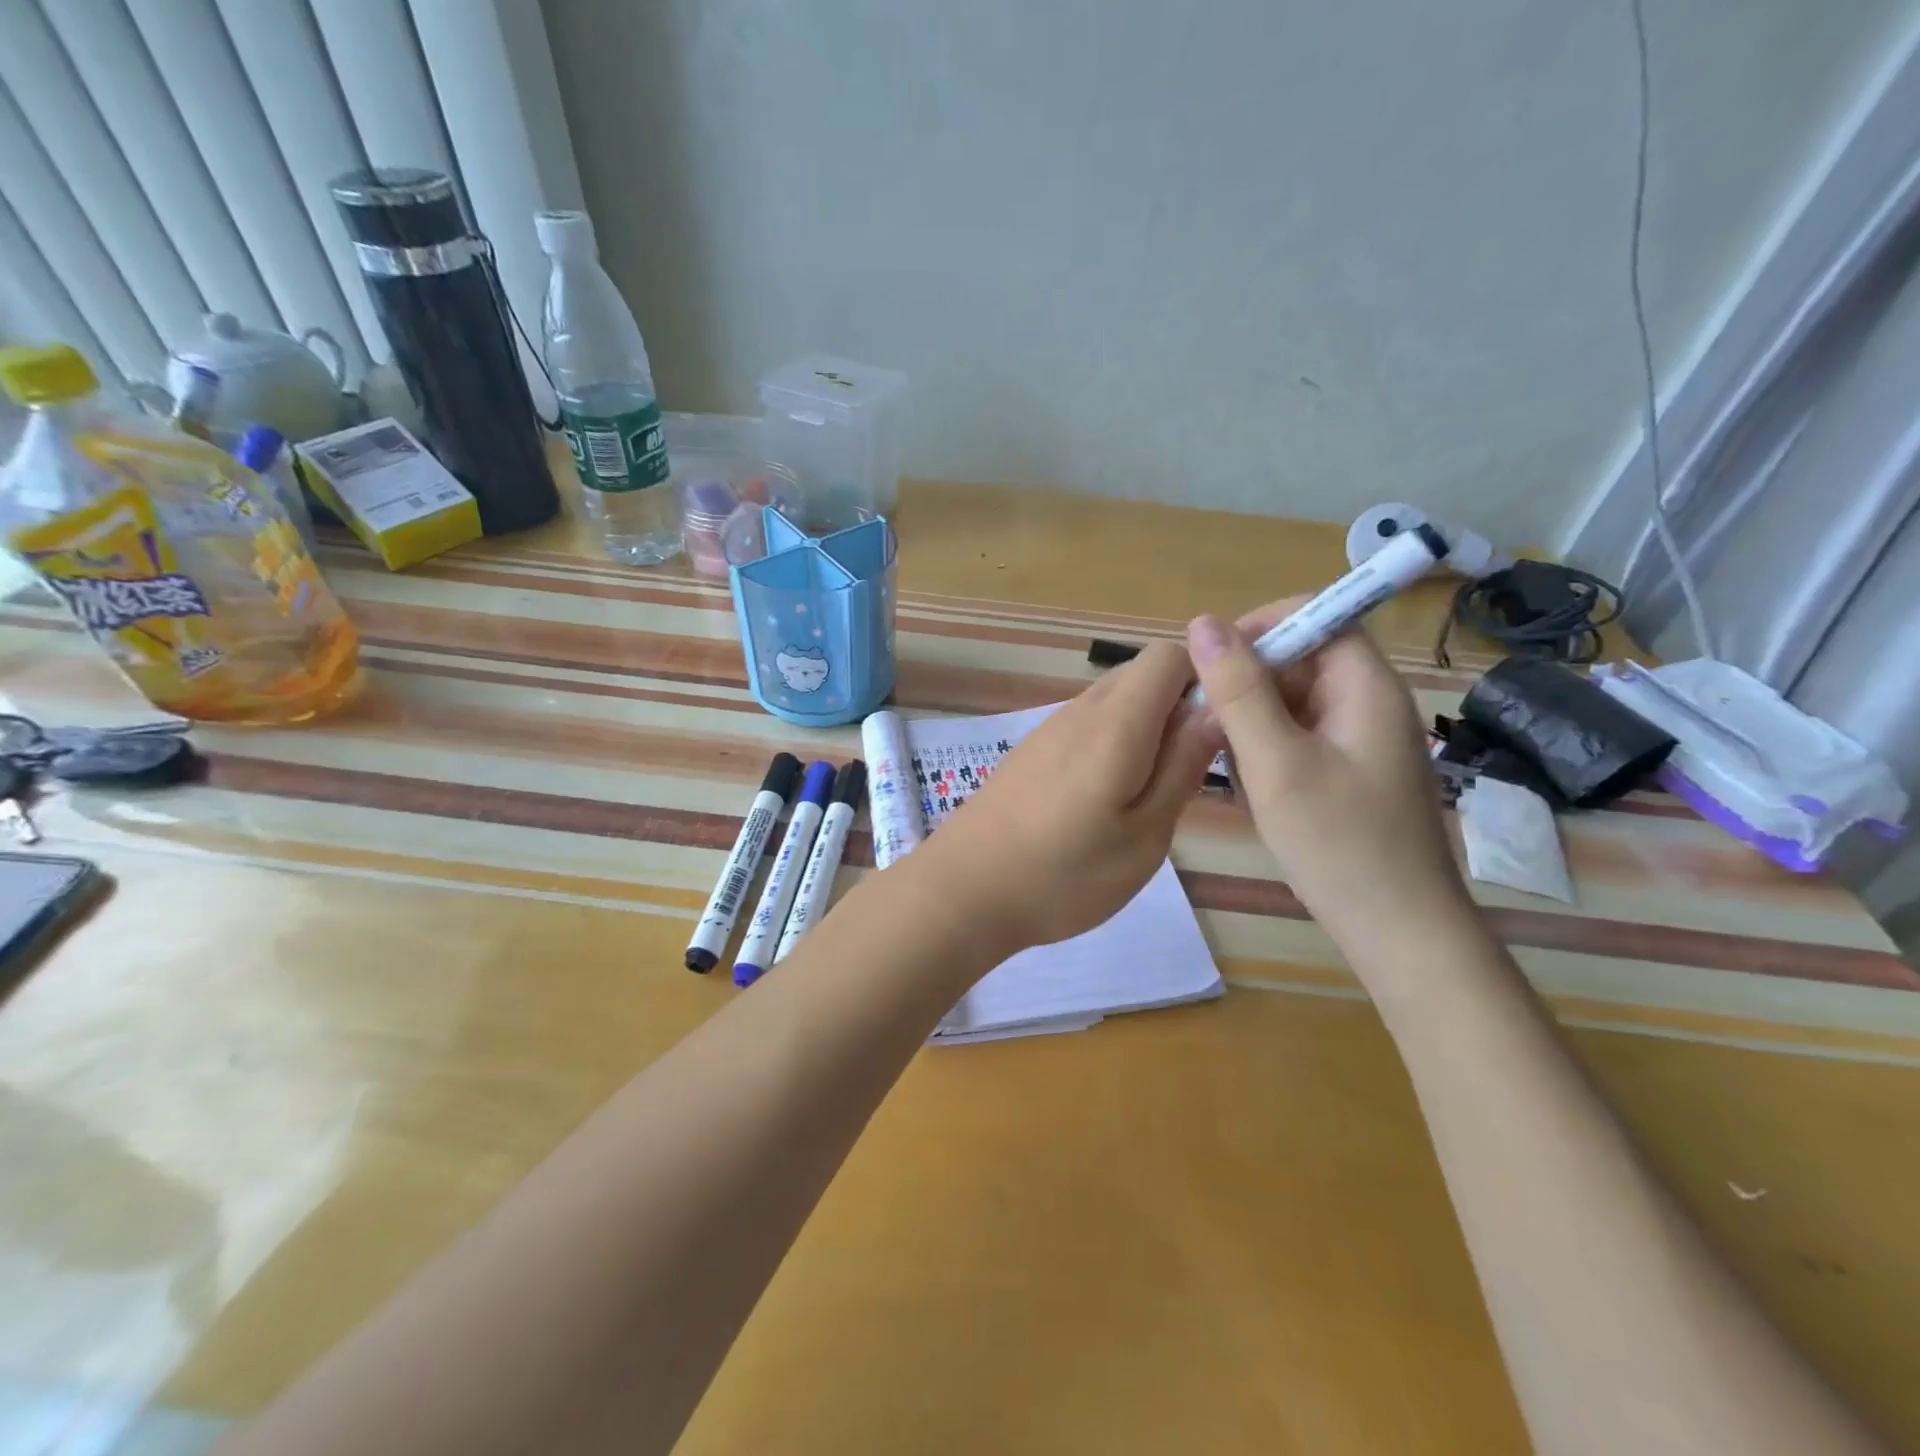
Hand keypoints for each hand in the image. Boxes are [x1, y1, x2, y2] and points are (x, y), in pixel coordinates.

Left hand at [907, 641, 1217, 956]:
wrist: (963, 891)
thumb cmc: (1063, 875)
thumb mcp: (1144, 835)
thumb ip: (1182, 767)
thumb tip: (1217, 710)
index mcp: (1116, 722)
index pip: (1172, 654)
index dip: (1208, 676)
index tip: (1225, 724)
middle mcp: (1081, 710)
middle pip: (1144, 673)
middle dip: (1180, 706)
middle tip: (1193, 768)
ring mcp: (1051, 728)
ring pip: (1116, 701)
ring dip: (1146, 729)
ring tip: (1152, 792)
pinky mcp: (1033, 750)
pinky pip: (1088, 725)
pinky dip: (1114, 743)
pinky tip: (1108, 799)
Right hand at [1186, 603, 1478, 972]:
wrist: (1398, 933)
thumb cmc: (1339, 845)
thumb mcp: (1275, 763)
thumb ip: (1239, 690)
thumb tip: (1202, 622)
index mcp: (1366, 686)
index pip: (1318, 616)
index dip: (1261, 626)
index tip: (1212, 664)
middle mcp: (1369, 702)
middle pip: (1301, 658)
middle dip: (1248, 682)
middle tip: (1210, 725)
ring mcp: (1361, 739)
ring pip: (1293, 700)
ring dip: (1251, 720)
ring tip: (1230, 764)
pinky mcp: (1350, 770)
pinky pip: (1299, 735)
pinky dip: (1266, 748)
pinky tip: (1250, 786)